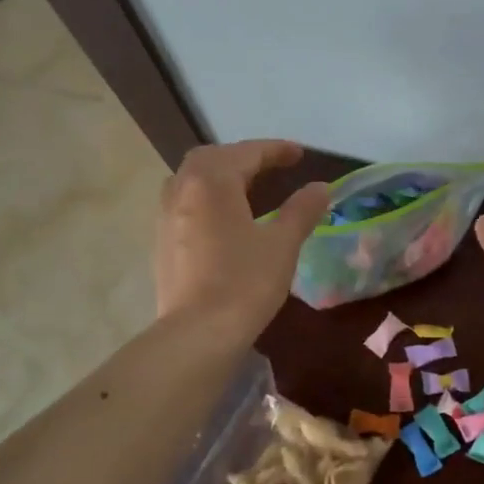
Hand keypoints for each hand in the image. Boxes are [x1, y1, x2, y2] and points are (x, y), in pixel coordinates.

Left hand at [154, 140, 329, 341]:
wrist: (197, 333)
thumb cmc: (244, 282)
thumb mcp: (282, 244)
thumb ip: (302, 210)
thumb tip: (321, 187)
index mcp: (212, 182)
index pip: (247, 153)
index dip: (276, 150)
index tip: (300, 154)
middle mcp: (183, 190)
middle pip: (211, 158)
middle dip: (242, 156)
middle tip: (270, 166)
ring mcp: (166, 216)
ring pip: (192, 179)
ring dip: (219, 174)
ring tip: (245, 187)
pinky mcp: (162, 241)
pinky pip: (183, 202)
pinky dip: (205, 197)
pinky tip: (222, 218)